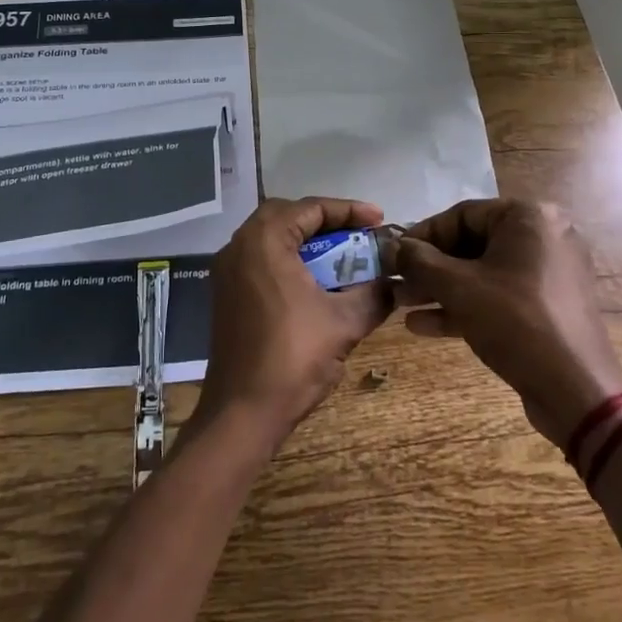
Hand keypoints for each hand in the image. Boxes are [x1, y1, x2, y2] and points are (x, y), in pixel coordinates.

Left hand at [196, 198, 392, 447]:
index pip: (311, 208)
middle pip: (287, 216)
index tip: (380, 221)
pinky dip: (289, 261)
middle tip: (358, 234)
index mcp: (264, 240)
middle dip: (326, 222)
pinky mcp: (226, 294)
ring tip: (342, 255)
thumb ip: (374, 295)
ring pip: (272, 239)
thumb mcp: (344, 323)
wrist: (241, 413)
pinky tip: (315, 282)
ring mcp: (228, 271)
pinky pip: (261, 261)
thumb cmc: (293, 358)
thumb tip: (395, 284)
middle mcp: (239, 246)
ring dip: (307, 242)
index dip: (349, 211)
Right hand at [396, 198, 621, 446]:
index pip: (462, 214)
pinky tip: (423, 325)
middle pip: (471, 244)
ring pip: (482, 273)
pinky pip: (498, 295)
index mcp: (529, 217)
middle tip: (395, 283)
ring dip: (440, 289)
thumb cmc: (515, 322)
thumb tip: (391, 246)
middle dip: (429, 268)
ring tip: (401, 305)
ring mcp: (548, 273)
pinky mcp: (547, 306)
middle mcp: (543, 236)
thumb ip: (419, 261)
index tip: (393, 255)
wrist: (576, 391)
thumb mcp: (458, 287)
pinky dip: (465, 305)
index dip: (422, 235)